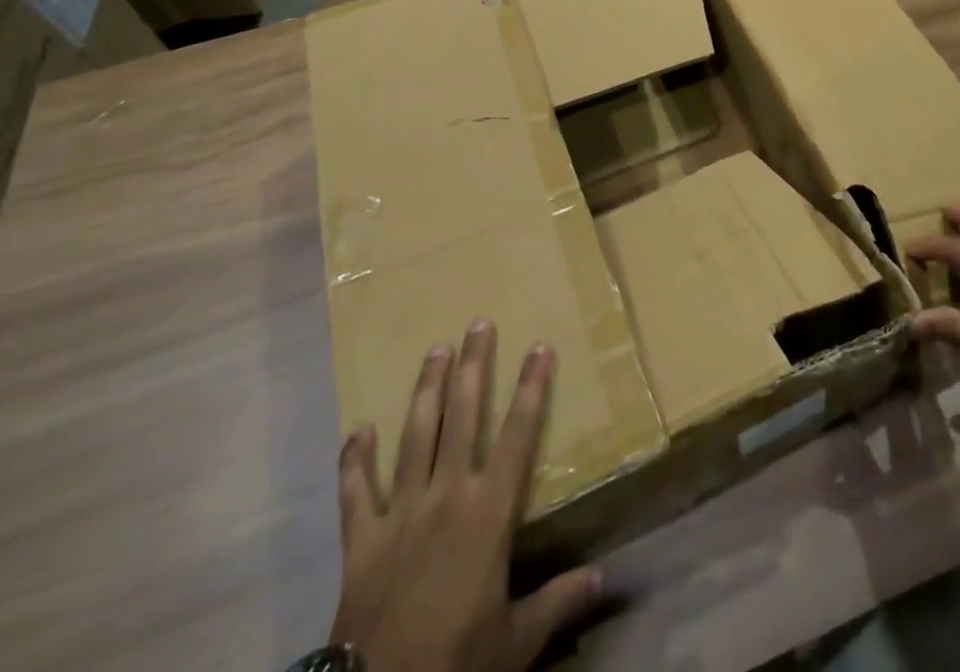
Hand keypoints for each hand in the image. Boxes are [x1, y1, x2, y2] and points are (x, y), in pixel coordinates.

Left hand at [329, 320, 603, 671]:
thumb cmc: (457, 663)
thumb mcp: (517, 642)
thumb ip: (559, 601)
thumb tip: (604, 578)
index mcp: (488, 513)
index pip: (517, 436)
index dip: (531, 389)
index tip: (539, 347)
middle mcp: (446, 496)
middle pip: (462, 417)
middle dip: (473, 366)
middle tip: (478, 323)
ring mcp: (400, 512)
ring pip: (415, 436)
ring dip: (425, 390)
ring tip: (435, 349)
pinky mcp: (362, 539)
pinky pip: (355, 492)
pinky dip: (354, 461)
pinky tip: (357, 430)